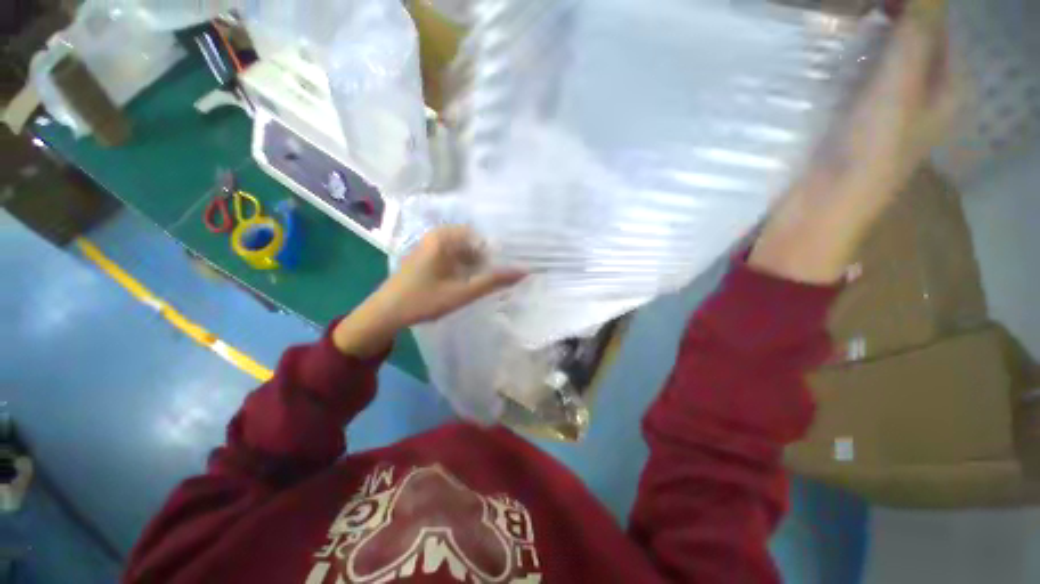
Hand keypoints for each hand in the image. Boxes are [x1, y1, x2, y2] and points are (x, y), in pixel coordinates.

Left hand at [333, 227, 524, 357]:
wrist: (385, 313)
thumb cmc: (423, 300)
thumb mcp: (462, 292)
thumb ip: (493, 281)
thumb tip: (523, 271)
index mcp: (445, 237)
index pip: (483, 237)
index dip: (498, 253)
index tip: (509, 269)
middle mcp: (438, 235)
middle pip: (475, 243)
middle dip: (488, 260)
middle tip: (500, 278)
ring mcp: (432, 246)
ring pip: (466, 251)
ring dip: (478, 265)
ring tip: (488, 282)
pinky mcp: (429, 256)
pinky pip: (455, 256)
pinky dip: (466, 268)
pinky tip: (470, 282)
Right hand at [750, 0, 956, 283]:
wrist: (821, 211)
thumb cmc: (870, 155)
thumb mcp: (901, 87)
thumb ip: (916, 32)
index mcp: (946, 86)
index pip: (937, 24)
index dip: (912, 4)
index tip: (876, 0)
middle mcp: (920, 93)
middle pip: (908, 38)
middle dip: (884, 17)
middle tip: (854, 9)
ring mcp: (883, 107)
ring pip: (879, 56)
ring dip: (862, 38)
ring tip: (837, 24)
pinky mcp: (849, 120)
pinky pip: (853, 77)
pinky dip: (842, 61)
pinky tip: (825, 57)